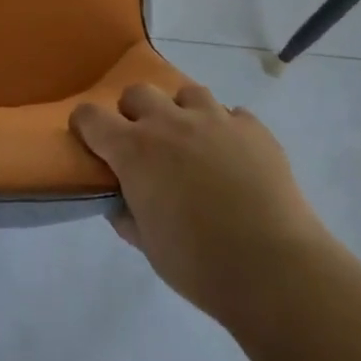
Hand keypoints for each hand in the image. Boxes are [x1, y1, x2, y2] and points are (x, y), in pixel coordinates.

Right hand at [71, 84, 331, 326]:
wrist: (275, 268)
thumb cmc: (200, 265)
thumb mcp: (150, 248)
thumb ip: (128, 217)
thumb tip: (121, 203)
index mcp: (135, 150)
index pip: (92, 117)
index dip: (85, 125)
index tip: (90, 140)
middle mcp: (170, 122)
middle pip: (138, 93)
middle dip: (134, 114)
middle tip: (146, 146)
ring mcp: (214, 118)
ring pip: (187, 92)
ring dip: (182, 112)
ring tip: (193, 143)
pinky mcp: (252, 127)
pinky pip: (232, 114)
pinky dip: (226, 129)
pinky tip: (234, 158)